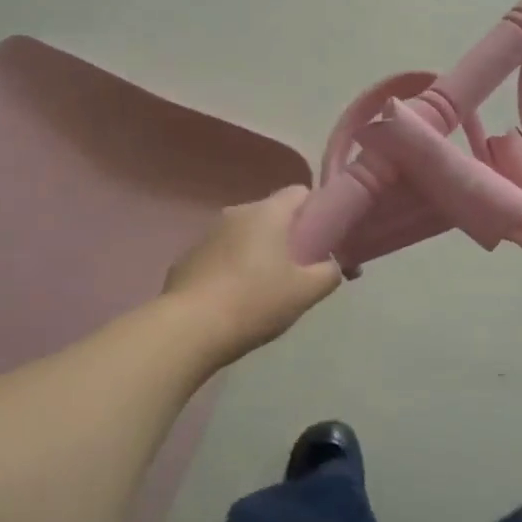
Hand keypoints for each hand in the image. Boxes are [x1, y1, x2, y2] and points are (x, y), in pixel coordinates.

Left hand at [165, 187, 341, 362]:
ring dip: (258, 253)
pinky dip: (232, 268)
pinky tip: (234, 299)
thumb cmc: (255, 302)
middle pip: (272, 215)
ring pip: (245, 235)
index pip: (300, 192)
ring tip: (266, 290)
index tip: (324, 239)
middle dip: (288, 237)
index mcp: (267, 213)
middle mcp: (236, 213)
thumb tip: (333, 266)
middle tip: (300, 271)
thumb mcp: (306, 292)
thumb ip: (329, 273)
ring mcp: (207, 234)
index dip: (317, 211)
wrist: (189, 329)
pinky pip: (221, 255)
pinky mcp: (188, 258)